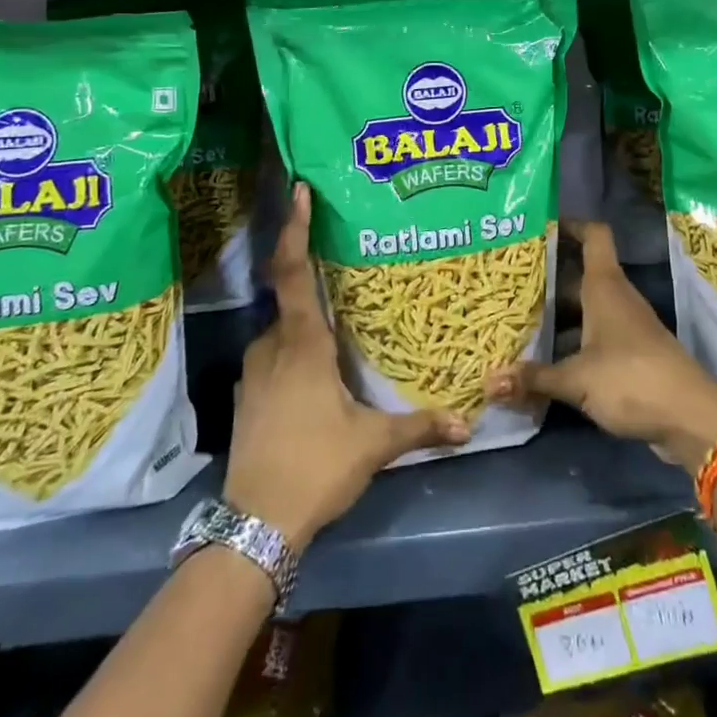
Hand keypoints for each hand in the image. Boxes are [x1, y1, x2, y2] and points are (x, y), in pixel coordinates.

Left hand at [223, 184, 468, 546]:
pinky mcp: (249, 394)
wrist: (254, 525)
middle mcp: (272, 345)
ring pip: (284, 328)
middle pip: (292, 296)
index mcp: (302, 344)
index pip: (293, 271)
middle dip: (314, 276)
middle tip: (344, 264)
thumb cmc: (314, 467)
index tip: (299, 191)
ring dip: (308, 318)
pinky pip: (275, 352)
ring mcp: (255, 370)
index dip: (295, 228)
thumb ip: (420, 427)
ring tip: (339, 319)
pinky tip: (317, 366)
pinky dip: (295, 346)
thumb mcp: (373, 444)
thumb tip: (467, 423)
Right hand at [486, 220, 716, 467]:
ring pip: (584, 307)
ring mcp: (625, 327)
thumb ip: (534, 378)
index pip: (593, 235)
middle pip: (579, 273)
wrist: (692, 420)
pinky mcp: (629, 355)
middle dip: (546, 274)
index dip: (570, 224)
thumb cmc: (632, 380)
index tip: (538, 226)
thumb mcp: (577, 379)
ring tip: (516, 315)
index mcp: (605, 287)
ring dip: (556, 311)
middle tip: (508, 278)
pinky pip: (592, 335)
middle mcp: (616, 299)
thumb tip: (488, 381)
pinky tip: (543, 356)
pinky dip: (570, 339)